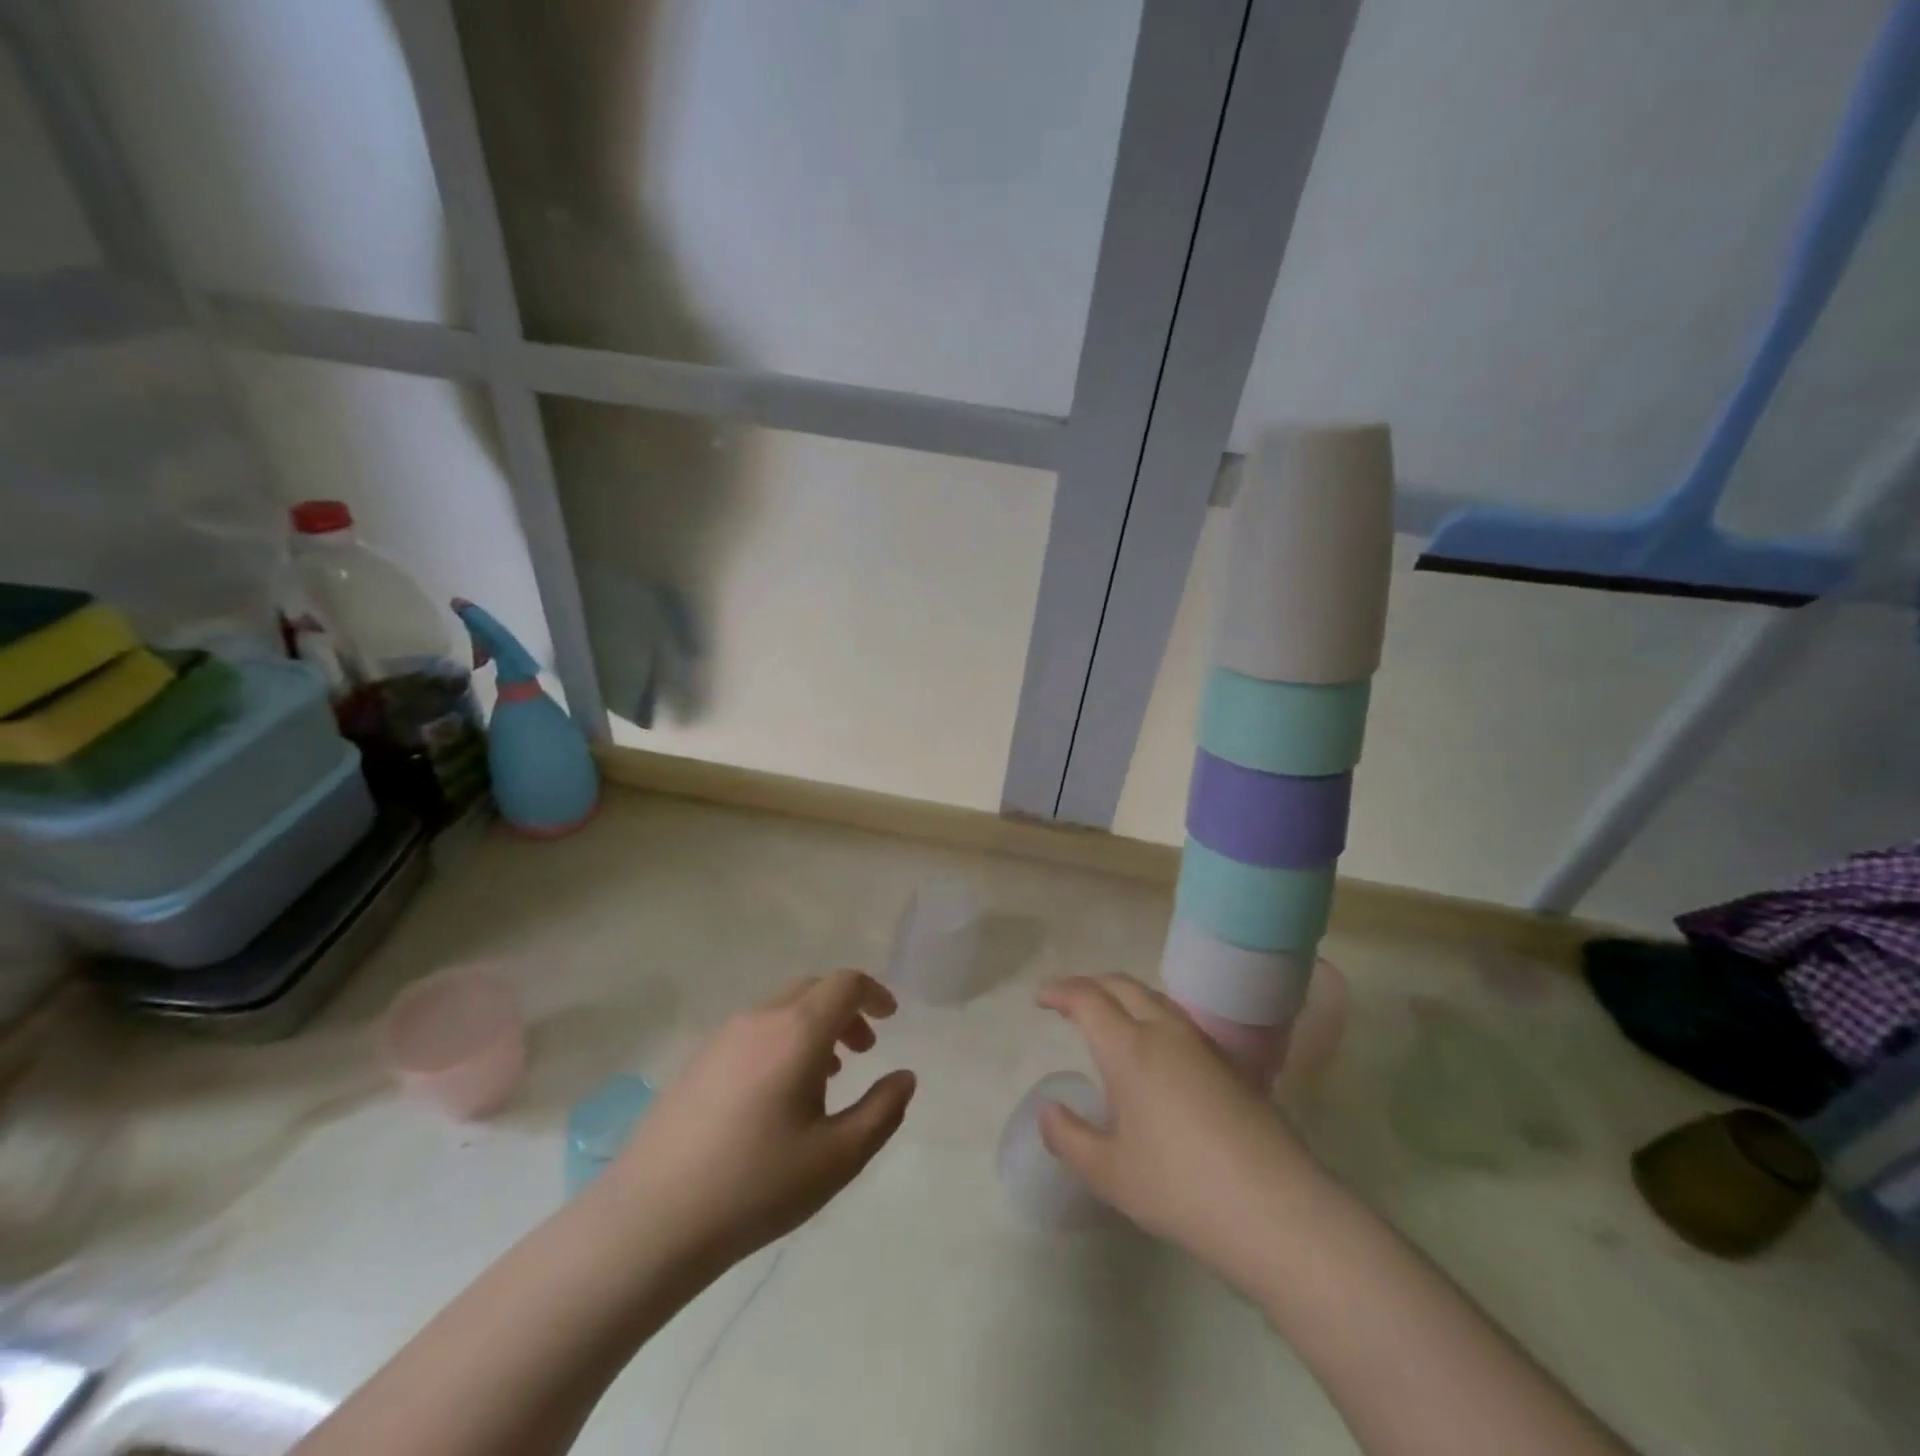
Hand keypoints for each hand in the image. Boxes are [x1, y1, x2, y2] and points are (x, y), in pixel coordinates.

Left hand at [601, 970, 915, 1271]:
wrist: (651, 1220)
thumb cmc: (756, 1186)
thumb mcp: (838, 1157)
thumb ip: (882, 1111)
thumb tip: (905, 1077)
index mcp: (797, 1030)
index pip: (845, 984)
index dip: (874, 994)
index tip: (891, 1020)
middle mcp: (760, 1019)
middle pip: (813, 988)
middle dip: (846, 1010)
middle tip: (864, 1051)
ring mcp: (722, 1037)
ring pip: (781, 1008)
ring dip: (814, 1026)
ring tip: (827, 1077)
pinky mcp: (697, 1061)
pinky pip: (754, 1030)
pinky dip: (782, 1040)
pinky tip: (778, 1095)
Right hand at [1037, 974, 1311, 1281]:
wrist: (1277, 1209)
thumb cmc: (1181, 1188)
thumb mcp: (1111, 1174)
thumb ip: (1070, 1138)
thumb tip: (1047, 1111)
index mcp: (1130, 1048)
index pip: (1088, 999)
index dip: (1060, 991)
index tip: (1041, 998)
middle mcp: (1166, 1033)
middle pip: (1123, 986)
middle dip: (1092, 985)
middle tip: (1069, 1000)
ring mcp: (1204, 1045)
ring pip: (1156, 999)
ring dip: (1125, 997)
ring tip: (1110, 1020)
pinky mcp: (1232, 1065)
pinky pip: (1180, 1022)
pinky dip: (1153, 1018)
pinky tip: (1156, 1053)